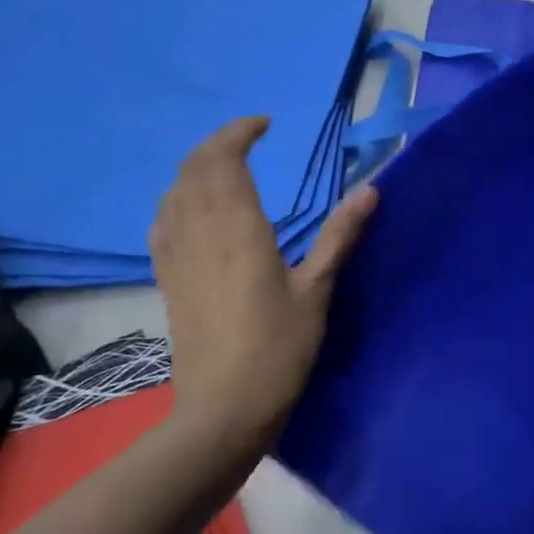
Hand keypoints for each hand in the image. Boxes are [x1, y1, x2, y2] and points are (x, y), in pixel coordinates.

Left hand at [150, 117, 376, 449]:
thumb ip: (340, 236)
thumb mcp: (318, 290)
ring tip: (225, 168)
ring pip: (173, 193)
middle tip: (248, 140)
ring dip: (195, 168)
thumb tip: (370, 189)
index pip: (223, 159)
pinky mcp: (167, 280)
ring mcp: (176, 257)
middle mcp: (199, 233)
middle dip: (217, 144)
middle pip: (192, 168)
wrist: (223, 408)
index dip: (239, 132)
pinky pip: (163, 222)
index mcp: (238, 229)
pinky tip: (192, 211)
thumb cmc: (278, 348)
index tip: (265, 125)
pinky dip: (178, 200)